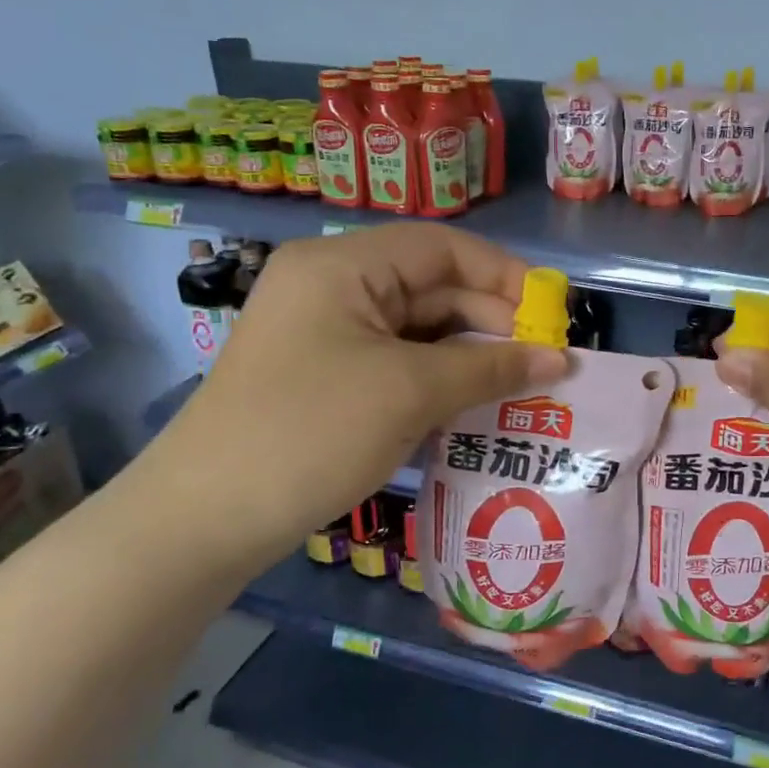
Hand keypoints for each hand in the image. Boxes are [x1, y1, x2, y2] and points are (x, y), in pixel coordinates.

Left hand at [132, 224, 567, 579]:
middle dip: (492, 321)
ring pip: (419, 329)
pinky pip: (399, 362)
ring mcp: (327, 333)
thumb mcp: (410, 392)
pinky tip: (478, 404)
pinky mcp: (327, 375)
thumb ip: (491, 367)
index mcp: (343, 266)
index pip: (442, 247)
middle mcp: (333, 287)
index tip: (553, 315)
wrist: (206, 519)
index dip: (504, 275)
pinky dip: (441, 379)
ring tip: (523, 386)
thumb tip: (562, 360)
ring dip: (471, 355)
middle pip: (432, 287)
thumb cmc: (311, 433)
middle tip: (546, 363)